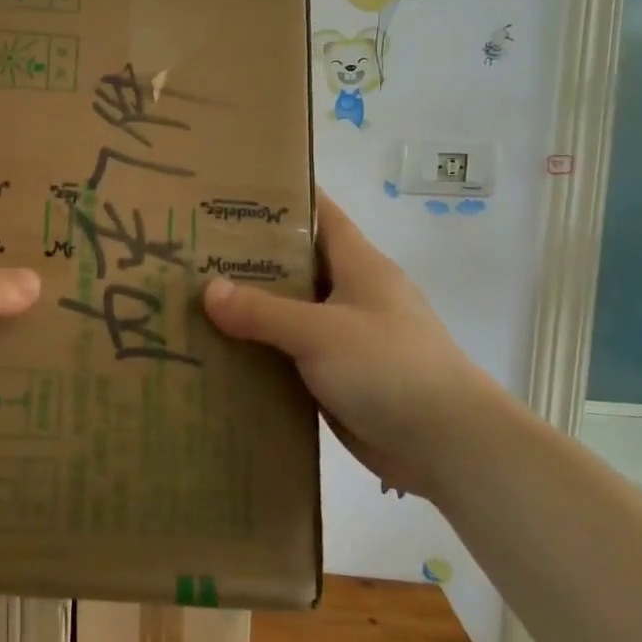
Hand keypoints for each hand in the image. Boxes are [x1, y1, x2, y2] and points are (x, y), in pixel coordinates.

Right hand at [202, 190, 503, 498]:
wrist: (449, 447)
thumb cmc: (391, 369)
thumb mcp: (321, 332)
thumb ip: (262, 311)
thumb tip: (208, 291)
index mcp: (359, 265)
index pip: (318, 213)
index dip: (279, 198)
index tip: (228, 194)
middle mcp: (351, 293)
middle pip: (295, 263)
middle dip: (248, 255)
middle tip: (192, 250)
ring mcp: (344, 337)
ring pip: (288, 311)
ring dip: (249, 308)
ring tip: (193, 298)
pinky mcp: (337, 376)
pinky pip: (290, 354)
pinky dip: (260, 350)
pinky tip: (219, 351)